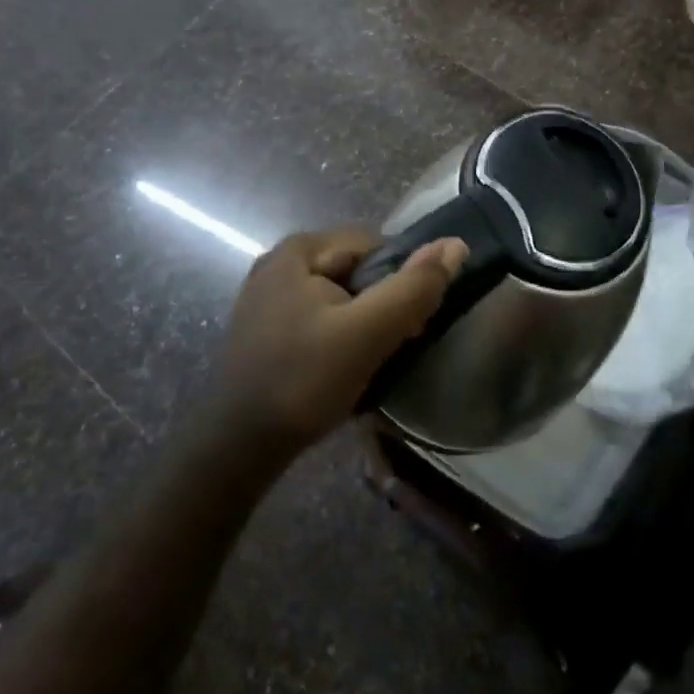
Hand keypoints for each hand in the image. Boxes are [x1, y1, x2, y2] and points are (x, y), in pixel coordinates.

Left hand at [216, 227, 466, 449]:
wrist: (237, 449)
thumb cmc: (303, 381)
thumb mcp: (367, 332)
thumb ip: (413, 288)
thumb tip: (456, 245)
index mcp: (298, 249)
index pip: (375, 245)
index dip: (402, 279)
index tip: (411, 323)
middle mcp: (278, 263)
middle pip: (356, 269)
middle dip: (382, 303)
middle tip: (394, 346)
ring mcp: (268, 297)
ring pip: (341, 296)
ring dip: (364, 323)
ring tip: (370, 361)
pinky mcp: (266, 328)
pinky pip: (320, 317)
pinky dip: (340, 336)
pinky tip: (343, 368)